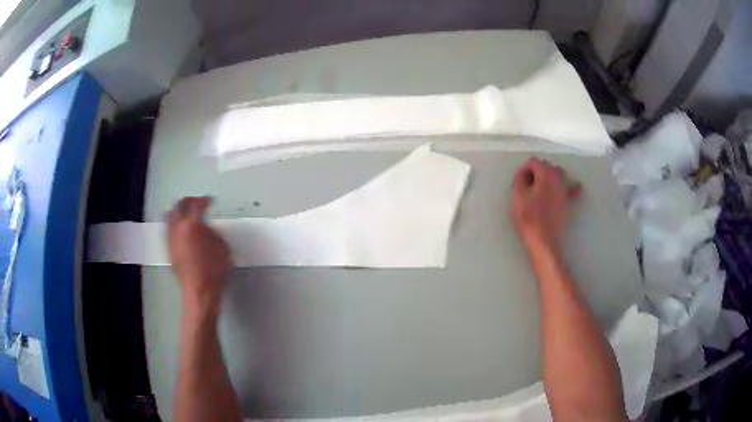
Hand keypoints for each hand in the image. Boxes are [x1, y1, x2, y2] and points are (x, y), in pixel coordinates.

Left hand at [167, 197, 232, 302]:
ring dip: (180, 212)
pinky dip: (176, 224)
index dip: (204, 201)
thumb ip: (213, 233)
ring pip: (171, 216)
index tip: (210, 202)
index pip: (197, 205)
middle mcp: (178, 227)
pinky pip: (170, 229)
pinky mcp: (169, 249)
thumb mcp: (222, 247)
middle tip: (197, 203)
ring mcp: (171, 238)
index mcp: (192, 224)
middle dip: (189, 201)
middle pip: (179, 206)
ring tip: (188, 215)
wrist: (199, 291)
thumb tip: (205, 228)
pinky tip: (184, 230)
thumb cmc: (214, 270)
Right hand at [511, 158, 581, 251]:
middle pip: (547, 166)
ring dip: (550, 176)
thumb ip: (520, 178)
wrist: (543, 238)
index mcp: (545, 173)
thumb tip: (524, 173)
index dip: (525, 169)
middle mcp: (558, 177)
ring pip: (559, 174)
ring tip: (542, 186)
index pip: (533, 162)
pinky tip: (576, 186)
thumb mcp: (518, 195)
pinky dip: (572, 186)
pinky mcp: (568, 201)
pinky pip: (572, 189)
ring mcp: (565, 189)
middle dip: (537, 171)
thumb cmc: (528, 216)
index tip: (520, 182)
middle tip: (528, 185)